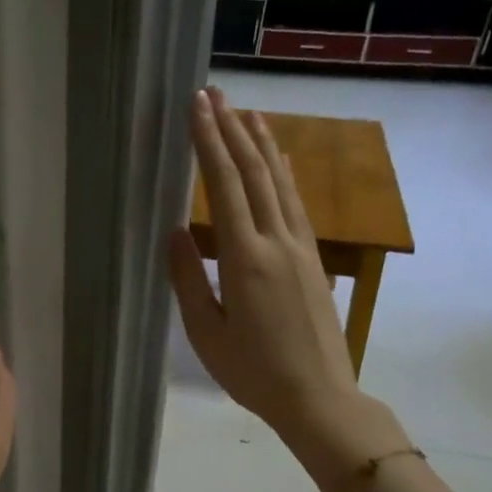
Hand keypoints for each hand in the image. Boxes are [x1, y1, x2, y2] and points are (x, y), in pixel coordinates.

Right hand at [169, 88, 361, 448]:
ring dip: (263, 144)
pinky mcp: (314, 259)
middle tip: (215, 94)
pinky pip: (296, 204)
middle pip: (256, 173)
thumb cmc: (253, 372)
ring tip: (247, 111)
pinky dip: (284, 174)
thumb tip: (173, 231)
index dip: (210, 142)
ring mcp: (301, 248)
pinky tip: (279, 160)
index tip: (198, 107)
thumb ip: (187, 279)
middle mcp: (277, 242)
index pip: (226, 187)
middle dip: (232, 129)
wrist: (319, 397)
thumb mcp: (206, 333)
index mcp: (245, 260)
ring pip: (281, 183)